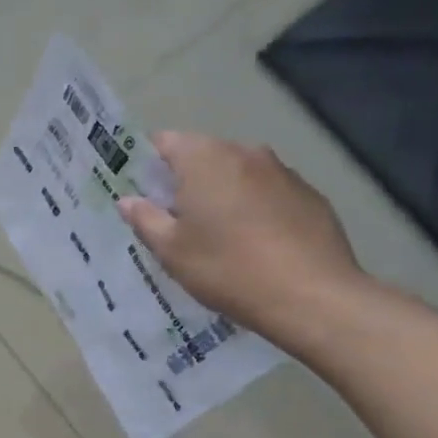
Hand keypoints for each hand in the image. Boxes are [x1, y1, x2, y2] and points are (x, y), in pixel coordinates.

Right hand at [118, 132, 366, 343]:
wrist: (309, 295)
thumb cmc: (226, 268)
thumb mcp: (172, 251)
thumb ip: (146, 219)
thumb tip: (128, 200)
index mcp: (205, 159)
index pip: (166, 142)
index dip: (149, 165)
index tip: (144, 194)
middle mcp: (245, 153)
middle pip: (204, 156)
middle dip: (186, 182)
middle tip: (175, 222)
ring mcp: (283, 171)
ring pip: (238, 174)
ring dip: (222, 195)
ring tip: (216, 236)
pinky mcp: (310, 195)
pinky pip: (269, 193)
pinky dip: (255, 208)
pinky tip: (255, 244)